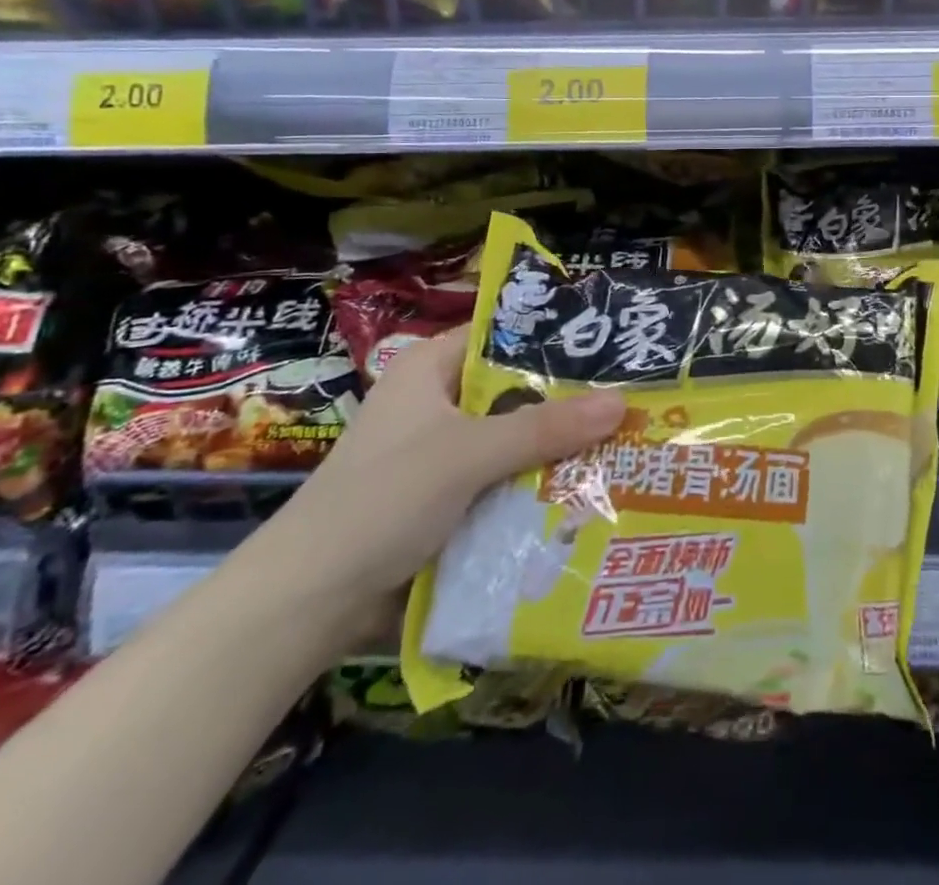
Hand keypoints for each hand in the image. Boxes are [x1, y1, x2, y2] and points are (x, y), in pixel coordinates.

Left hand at [252, 327, 624, 630]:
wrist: (305, 605)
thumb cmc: (381, 502)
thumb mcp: (467, 455)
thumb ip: (545, 428)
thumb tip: (622, 402)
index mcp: (430, 368)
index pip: (503, 334)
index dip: (555, 338)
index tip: (612, 345)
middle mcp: (437, 401)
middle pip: (515, 389)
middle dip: (568, 400)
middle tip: (633, 398)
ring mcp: (441, 452)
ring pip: (514, 438)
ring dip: (557, 447)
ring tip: (626, 441)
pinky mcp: (446, 498)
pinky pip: (504, 478)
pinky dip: (537, 483)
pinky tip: (585, 487)